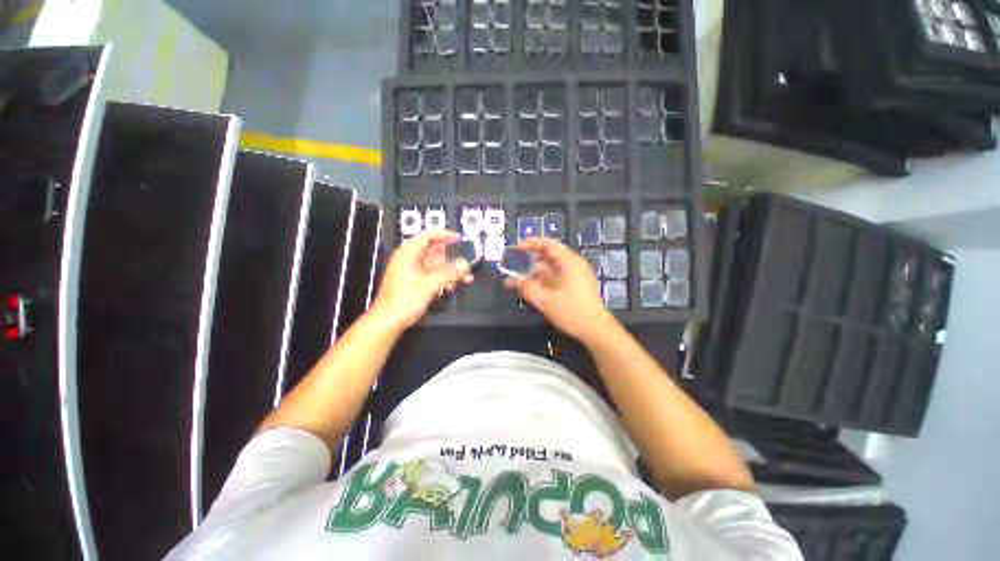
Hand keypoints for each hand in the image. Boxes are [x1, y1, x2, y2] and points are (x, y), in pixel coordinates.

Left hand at [371, 230, 472, 330]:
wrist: (389, 320)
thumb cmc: (403, 299)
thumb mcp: (430, 283)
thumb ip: (450, 272)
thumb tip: (464, 264)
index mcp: (408, 253)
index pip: (428, 236)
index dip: (444, 235)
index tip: (458, 238)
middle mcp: (410, 260)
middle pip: (434, 252)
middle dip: (451, 258)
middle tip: (464, 262)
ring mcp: (412, 271)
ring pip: (436, 265)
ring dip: (450, 271)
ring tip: (465, 277)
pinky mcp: (415, 282)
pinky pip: (433, 275)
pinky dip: (444, 278)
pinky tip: (453, 285)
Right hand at [505, 237, 616, 343]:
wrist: (595, 330)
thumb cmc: (571, 312)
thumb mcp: (545, 300)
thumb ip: (526, 288)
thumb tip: (509, 281)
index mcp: (569, 262)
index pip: (548, 244)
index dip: (530, 243)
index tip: (515, 249)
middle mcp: (574, 264)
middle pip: (549, 255)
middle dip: (530, 259)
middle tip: (513, 263)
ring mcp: (576, 275)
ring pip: (551, 267)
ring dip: (535, 271)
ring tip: (518, 277)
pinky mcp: (575, 285)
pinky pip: (556, 276)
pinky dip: (543, 279)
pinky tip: (531, 286)